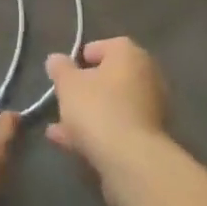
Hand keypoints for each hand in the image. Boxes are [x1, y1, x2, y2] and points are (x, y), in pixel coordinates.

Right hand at [44, 37, 170, 202]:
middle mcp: (146, 75)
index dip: (81, 58)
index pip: (104, 46)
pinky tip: (70, 143)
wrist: (131, 159)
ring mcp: (151, 107)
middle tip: (63, 100)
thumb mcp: (68, 84)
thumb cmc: (97, 108)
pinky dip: (97, 131)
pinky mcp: (148, 136)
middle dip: (84, 90)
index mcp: (130, 54)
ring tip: (58, 127)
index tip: (64, 73)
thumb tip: (55, 59)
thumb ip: (60, 68)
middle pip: (109, 77)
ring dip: (87, 113)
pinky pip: (117, 126)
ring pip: (112, 105)